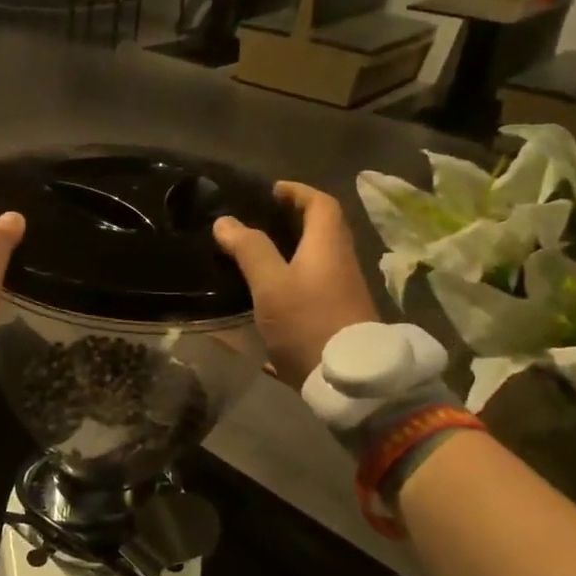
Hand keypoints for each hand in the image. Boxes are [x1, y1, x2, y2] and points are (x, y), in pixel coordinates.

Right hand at [213, 181, 379, 389]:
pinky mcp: (337, 320)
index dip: (297, 192)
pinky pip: (313, 289)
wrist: (350, 383)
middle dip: (292, 221)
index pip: (320, 204)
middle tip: (258, 222)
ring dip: (291, 252)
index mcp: (327, 246)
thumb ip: (249, 250)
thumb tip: (225, 221)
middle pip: (321, 231)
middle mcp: (340, 264)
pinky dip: (292, 282)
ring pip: (317, 262)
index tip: (271, 191)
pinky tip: (266, 299)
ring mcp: (342, 294)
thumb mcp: (271, 284)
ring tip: (255, 257)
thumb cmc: (308, 322)